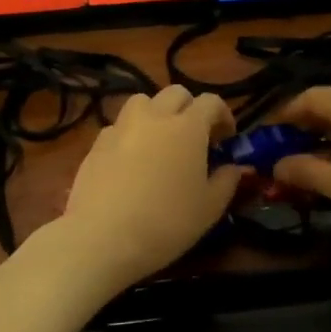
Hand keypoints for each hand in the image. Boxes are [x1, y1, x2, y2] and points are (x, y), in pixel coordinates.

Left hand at [57, 85, 240, 289]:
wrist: (102, 238)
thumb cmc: (167, 222)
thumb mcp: (210, 208)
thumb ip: (227, 181)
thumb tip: (234, 168)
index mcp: (188, 127)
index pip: (211, 102)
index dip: (224, 115)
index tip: (227, 138)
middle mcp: (154, 117)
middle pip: (175, 94)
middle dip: (190, 108)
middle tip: (196, 137)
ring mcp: (121, 127)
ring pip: (143, 102)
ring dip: (157, 113)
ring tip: (161, 141)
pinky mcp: (97, 144)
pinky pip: (119, 126)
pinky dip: (131, 134)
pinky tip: (132, 161)